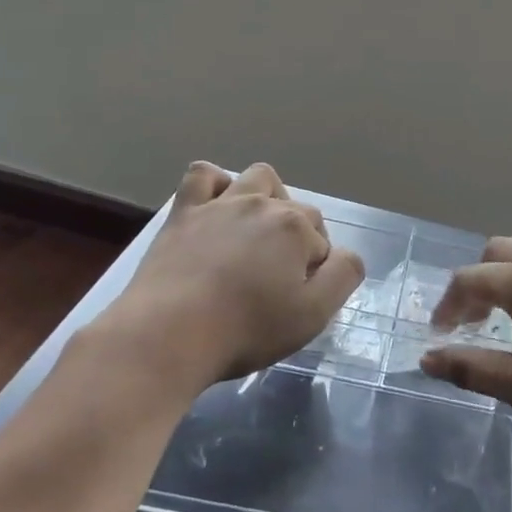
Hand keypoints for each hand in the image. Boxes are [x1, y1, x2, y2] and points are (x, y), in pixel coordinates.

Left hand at [90, 162, 363, 392]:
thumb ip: (343, 276)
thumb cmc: (246, 329)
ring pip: (259, 179)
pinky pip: (204, 175)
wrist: (167, 335)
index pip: (322, 242)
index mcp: (296, 227)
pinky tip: (217, 208)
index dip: (315, 271)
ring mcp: (220, 203)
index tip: (297, 299)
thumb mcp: (314, 315)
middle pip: (297, 210)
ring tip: (258, 234)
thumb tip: (345, 255)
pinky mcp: (183, 212)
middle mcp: (262, 204)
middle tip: (278, 281)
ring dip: (268, 198)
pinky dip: (216, 185)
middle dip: (298, 239)